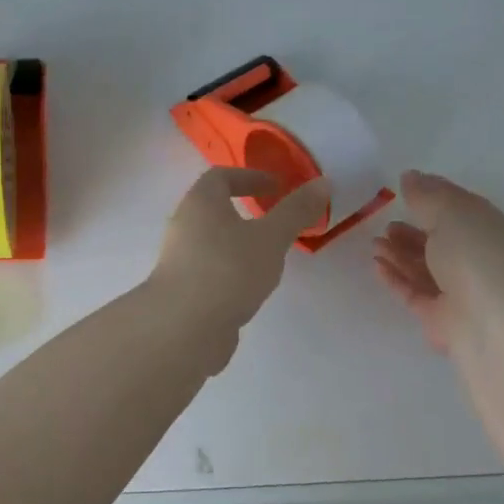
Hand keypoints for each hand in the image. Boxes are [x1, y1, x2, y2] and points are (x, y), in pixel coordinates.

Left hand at [152, 169, 330, 340]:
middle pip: (213, 209)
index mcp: (200, 203)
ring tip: (269, 258)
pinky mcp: (182, 289)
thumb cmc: (228, 270)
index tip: (276, 187)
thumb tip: (323, 182)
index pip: (220, 176)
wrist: (183, 327)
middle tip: (275, 223)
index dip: (249, 176)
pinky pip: (210, 270)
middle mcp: (184, 226)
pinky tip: (250, 289)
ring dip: (238, 244)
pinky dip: (230, 271)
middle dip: (244, 212)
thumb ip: (295, 211)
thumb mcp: (270, 238)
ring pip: (212, 242)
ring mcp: (180, 260)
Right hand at [372, 170, 503, 352]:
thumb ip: (426, 195)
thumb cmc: (475, 256)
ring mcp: (460, 290)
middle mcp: (478, 260)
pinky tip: (377, 265)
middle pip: (441, 241)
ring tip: (375, 244)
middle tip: (386, 224)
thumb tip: (410, 176)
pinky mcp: (440, 316)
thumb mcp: (450, 213)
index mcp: (490, 230)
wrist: (489, 321)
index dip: (434, 196)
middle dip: (412, 231)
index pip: (461, 208)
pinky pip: (414, 291)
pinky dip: (396, 277)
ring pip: (425, 267)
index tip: (405, 188)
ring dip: (399, 253)